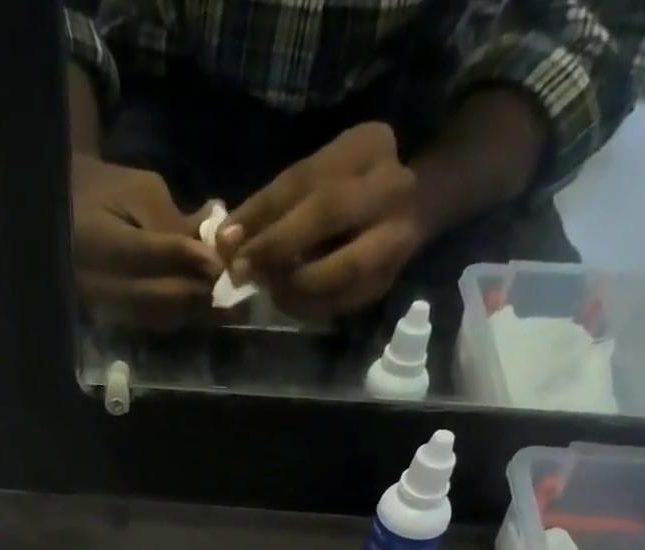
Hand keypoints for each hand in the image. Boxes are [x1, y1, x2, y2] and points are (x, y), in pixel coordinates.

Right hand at [72, 157, 221, 330]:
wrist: (64, 214)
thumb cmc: (105, 192)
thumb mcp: (139, 189)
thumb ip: (174, 217)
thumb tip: (211, 244)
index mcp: (97, 239)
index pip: (148, 254)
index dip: (186, 258)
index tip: (218, 260)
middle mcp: (96, 281)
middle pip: (155, 296)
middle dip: (193, 290)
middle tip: (224, 282)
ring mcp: (101, 306)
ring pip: (155, 316)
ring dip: (189, 309)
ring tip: (214, 293)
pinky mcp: (109, 319)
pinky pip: (149, 323)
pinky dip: (176, 315)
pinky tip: (194, 303)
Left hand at [220, 123, 424, 321]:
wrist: (420, 205)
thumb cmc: (350, 188)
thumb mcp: (317, 177)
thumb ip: (274, 204)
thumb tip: (225, 241)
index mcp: (367, 146)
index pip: (305, 177)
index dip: (261, 211)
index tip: (225, 240)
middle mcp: (390, 187)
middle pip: (329, 212)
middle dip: (277, 245)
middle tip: (241, 271)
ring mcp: (397, 237)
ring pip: (341, 268)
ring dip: (293, 285)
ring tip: (266, 288)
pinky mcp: (388, 280)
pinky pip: (342, 302)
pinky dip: (308, 307)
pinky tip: (286, 301)